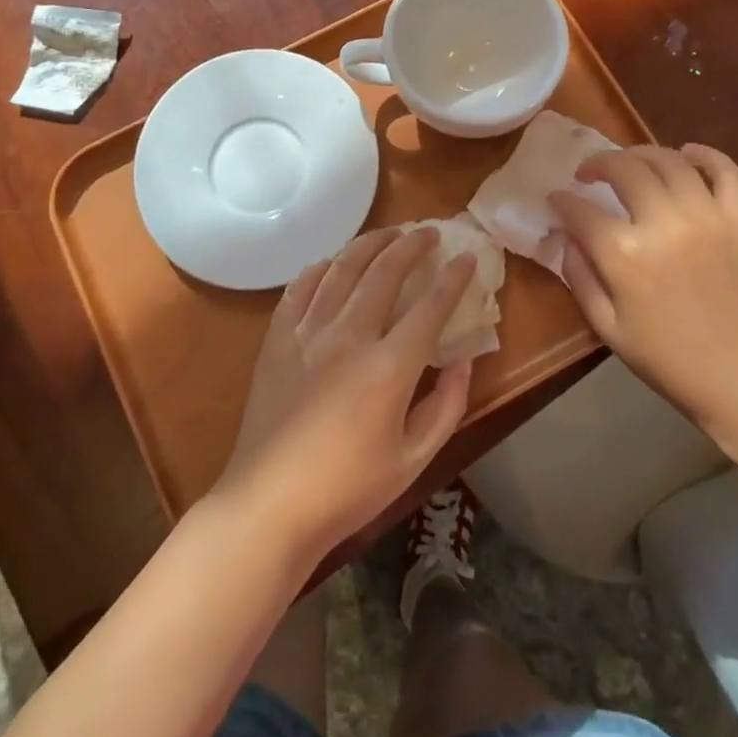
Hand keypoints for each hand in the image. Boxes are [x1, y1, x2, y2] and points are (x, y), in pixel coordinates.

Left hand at [214, 227, 477, 565]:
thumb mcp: (414, 459)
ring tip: (389, 233)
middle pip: (385, 272)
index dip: (454, 278)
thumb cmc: (347, 489)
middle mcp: (349, 335)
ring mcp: (308, 332)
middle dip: (412, 245)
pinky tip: (332, 262)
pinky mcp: (278, 338)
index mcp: (388, 366)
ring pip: (342, 268)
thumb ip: (446, 405)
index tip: (468, 257)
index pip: (430, 306)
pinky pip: (301, 287)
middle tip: (428, 232)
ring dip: (369, 244)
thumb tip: (463, 360)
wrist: (269, 504)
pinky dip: (321, 267)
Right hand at [549, 144, 737, 441]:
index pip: (581, 209)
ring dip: (640, 153)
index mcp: (625, 254)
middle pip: (623, 168)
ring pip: (668, 160)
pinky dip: (704, 155)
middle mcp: (664, 223)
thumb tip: (565, 235)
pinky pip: (725, 171)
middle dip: (597, 164)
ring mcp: (708, 217)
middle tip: (588, 173)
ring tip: (629, 163)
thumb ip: (579, 274)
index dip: (562, 200)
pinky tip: (686, 154)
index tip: (556, 199)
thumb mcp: (606, 327)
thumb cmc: (668, 360)